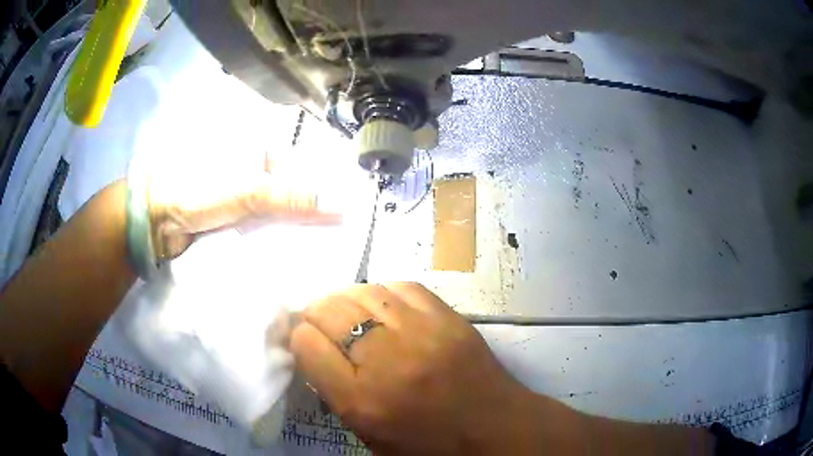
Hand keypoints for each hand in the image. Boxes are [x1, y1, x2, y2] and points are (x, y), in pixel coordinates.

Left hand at [143, 158, 339, 260]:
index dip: (323, 186)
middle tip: (338, 231)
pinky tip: (293, 246)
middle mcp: (252, 166)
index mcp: (257, 147)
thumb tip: (340, 206)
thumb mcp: (248, 191)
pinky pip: (261, 224)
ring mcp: (241, 192)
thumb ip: (293, 198)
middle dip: (310, 210)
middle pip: (290, 188)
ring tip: (323, 242)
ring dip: (293, 225)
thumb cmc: (198, 188)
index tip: (345, 211)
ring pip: (277, 208)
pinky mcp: (232, 215)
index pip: (302, 165)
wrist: (155, 216)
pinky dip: (275, 234)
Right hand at [290, 283, 585, 454]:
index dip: (300, 338)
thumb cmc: (429, 446)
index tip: (305, 341)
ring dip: (346, 299)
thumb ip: (335, 392)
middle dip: (316, 313)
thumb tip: (315, 350)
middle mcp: (386, 360)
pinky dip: (383, 293)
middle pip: (330, 310)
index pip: (307, 345)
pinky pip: (402, 286)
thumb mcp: (368, 435)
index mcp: (361, 401)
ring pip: (364, 291)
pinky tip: (384, 306)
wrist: (495, 431)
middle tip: (320, 321)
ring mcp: (422, 332)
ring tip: (349, 311)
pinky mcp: (449, 318)